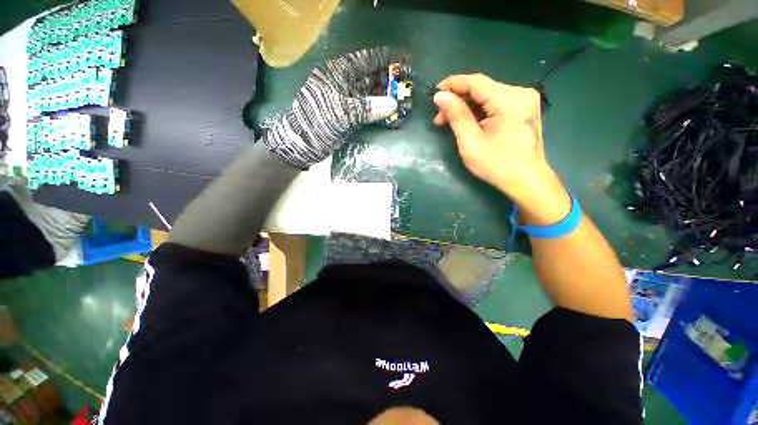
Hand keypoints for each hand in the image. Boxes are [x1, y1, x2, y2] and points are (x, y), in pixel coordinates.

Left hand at [261, 48, 397, 168]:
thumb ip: (367, 108)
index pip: (365, 60)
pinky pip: (368, 112)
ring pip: (371, 96)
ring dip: (387, 99)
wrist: (302, 145)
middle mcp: (344, 85)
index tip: (405, 57)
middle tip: (409, 83)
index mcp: (337, 74)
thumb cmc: (317, 123)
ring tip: (405, 101)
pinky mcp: (349, 117)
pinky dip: (380, 114)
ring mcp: (347, 102)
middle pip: (371, 77)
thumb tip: (393, 105)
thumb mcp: (341, 113)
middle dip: (390, 80)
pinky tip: (393, 116)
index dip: (385, 57)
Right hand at [433, 73, 554, 200]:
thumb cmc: (496, 165)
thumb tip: (440, 96)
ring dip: (467, 106)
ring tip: (449, 122)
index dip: (452, 84)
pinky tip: (468, 122)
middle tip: (439, 118)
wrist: (526, 180)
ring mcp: (524, 100)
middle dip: (458, 100)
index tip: (434, 94)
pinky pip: (496, 103)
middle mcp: (520, 93)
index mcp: (508, 100)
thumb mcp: (470, 143)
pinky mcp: (523, 109)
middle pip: (482, 88)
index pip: (475, 82)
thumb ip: (456, 116)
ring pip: (487, 95)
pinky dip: (479, 111)